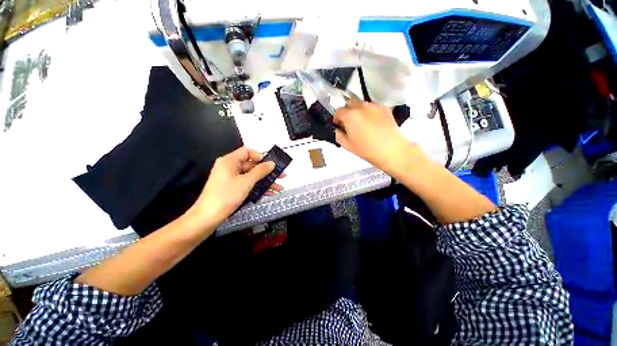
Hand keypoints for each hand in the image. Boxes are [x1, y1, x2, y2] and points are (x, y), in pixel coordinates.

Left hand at [186, 147, 283, 233]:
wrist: (207, 217)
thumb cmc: (226, 196)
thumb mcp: (246, 182)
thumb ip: (260, 171)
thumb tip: (272, 163)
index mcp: (230, 161)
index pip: (247, 151)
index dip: (260, 156)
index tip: (270, 164)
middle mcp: (230, 167)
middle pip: (252, 165)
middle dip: (267, 172)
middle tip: (281, 176)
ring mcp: (231, 179)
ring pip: (252, 176)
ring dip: (265, 182)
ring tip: (279, 187)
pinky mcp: (232, 188)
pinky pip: (247, 184)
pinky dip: (258, 187)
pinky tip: (270, 193)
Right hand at [333, 98, 423, 171]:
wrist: (391, 150)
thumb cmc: (367, 149)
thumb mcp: (347, 145)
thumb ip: (338, 135)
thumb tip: (337, 129)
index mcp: (350, 115)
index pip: (338, 111)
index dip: (337, 119)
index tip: (339, 126)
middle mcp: (361, 106)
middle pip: (349, 103)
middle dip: (347, 111)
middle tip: (349, 123)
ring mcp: (374, 105)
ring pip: (361, 104)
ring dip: (358, 111)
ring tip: (363, 124)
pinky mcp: (384, 107)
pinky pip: (372, 107)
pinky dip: (369, 112)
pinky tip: (373, 123)